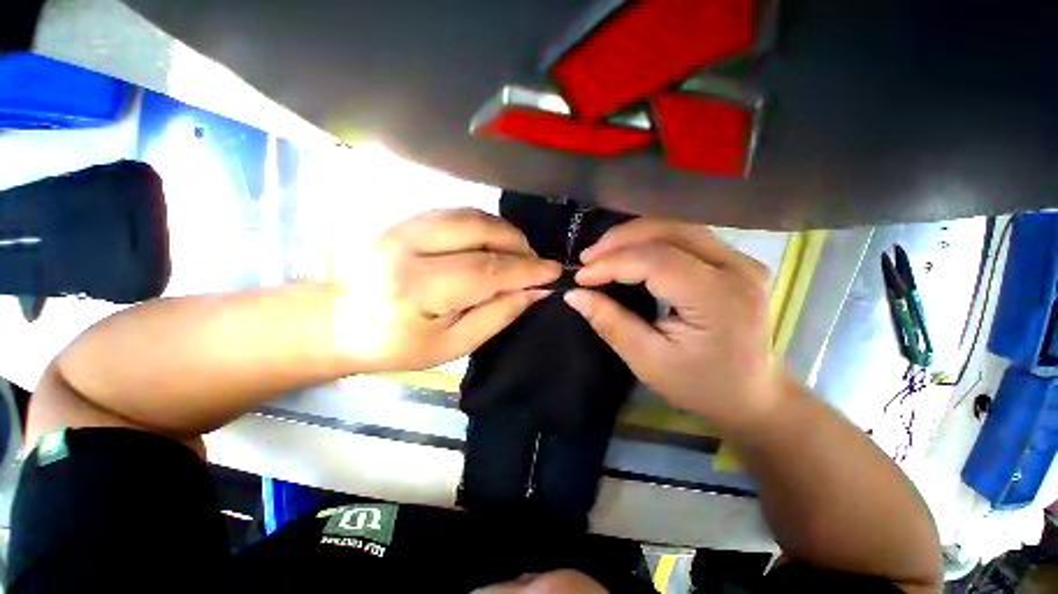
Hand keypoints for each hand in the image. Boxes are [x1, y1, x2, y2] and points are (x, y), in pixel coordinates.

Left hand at [333, 208, 560, 372]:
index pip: (486, 270)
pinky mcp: (397, 219)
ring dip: (500, 230)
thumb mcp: (451, 345)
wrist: (333, 322)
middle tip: (533, 261)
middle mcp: (405, 246)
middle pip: (477, 229)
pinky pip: (450, 212)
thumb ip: (496, 315)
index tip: (553, 271)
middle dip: (516, 242)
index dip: (525, 269)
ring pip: (465, 214)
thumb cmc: (394, 346)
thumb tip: (534, 292)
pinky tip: (489, 241)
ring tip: (515, 251)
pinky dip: (479, 225)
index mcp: (415, 288)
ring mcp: (398, 225)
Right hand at [564, 219, 783, 433]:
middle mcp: (737, 268)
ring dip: (634, 236)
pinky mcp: (735, 260)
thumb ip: (610, 323)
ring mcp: (741, 260)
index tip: (581, 277)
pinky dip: (650, 240)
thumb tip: (574, 295)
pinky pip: (685, 237)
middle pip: (669, 232)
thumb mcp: (648, 361)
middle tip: (587, 259)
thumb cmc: (700, 386)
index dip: (612, 263)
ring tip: (602, 254)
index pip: (656, 262)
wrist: (752, 395)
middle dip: (620, 240)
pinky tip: (630, 252)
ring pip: (677, 228)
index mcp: (718, 298)